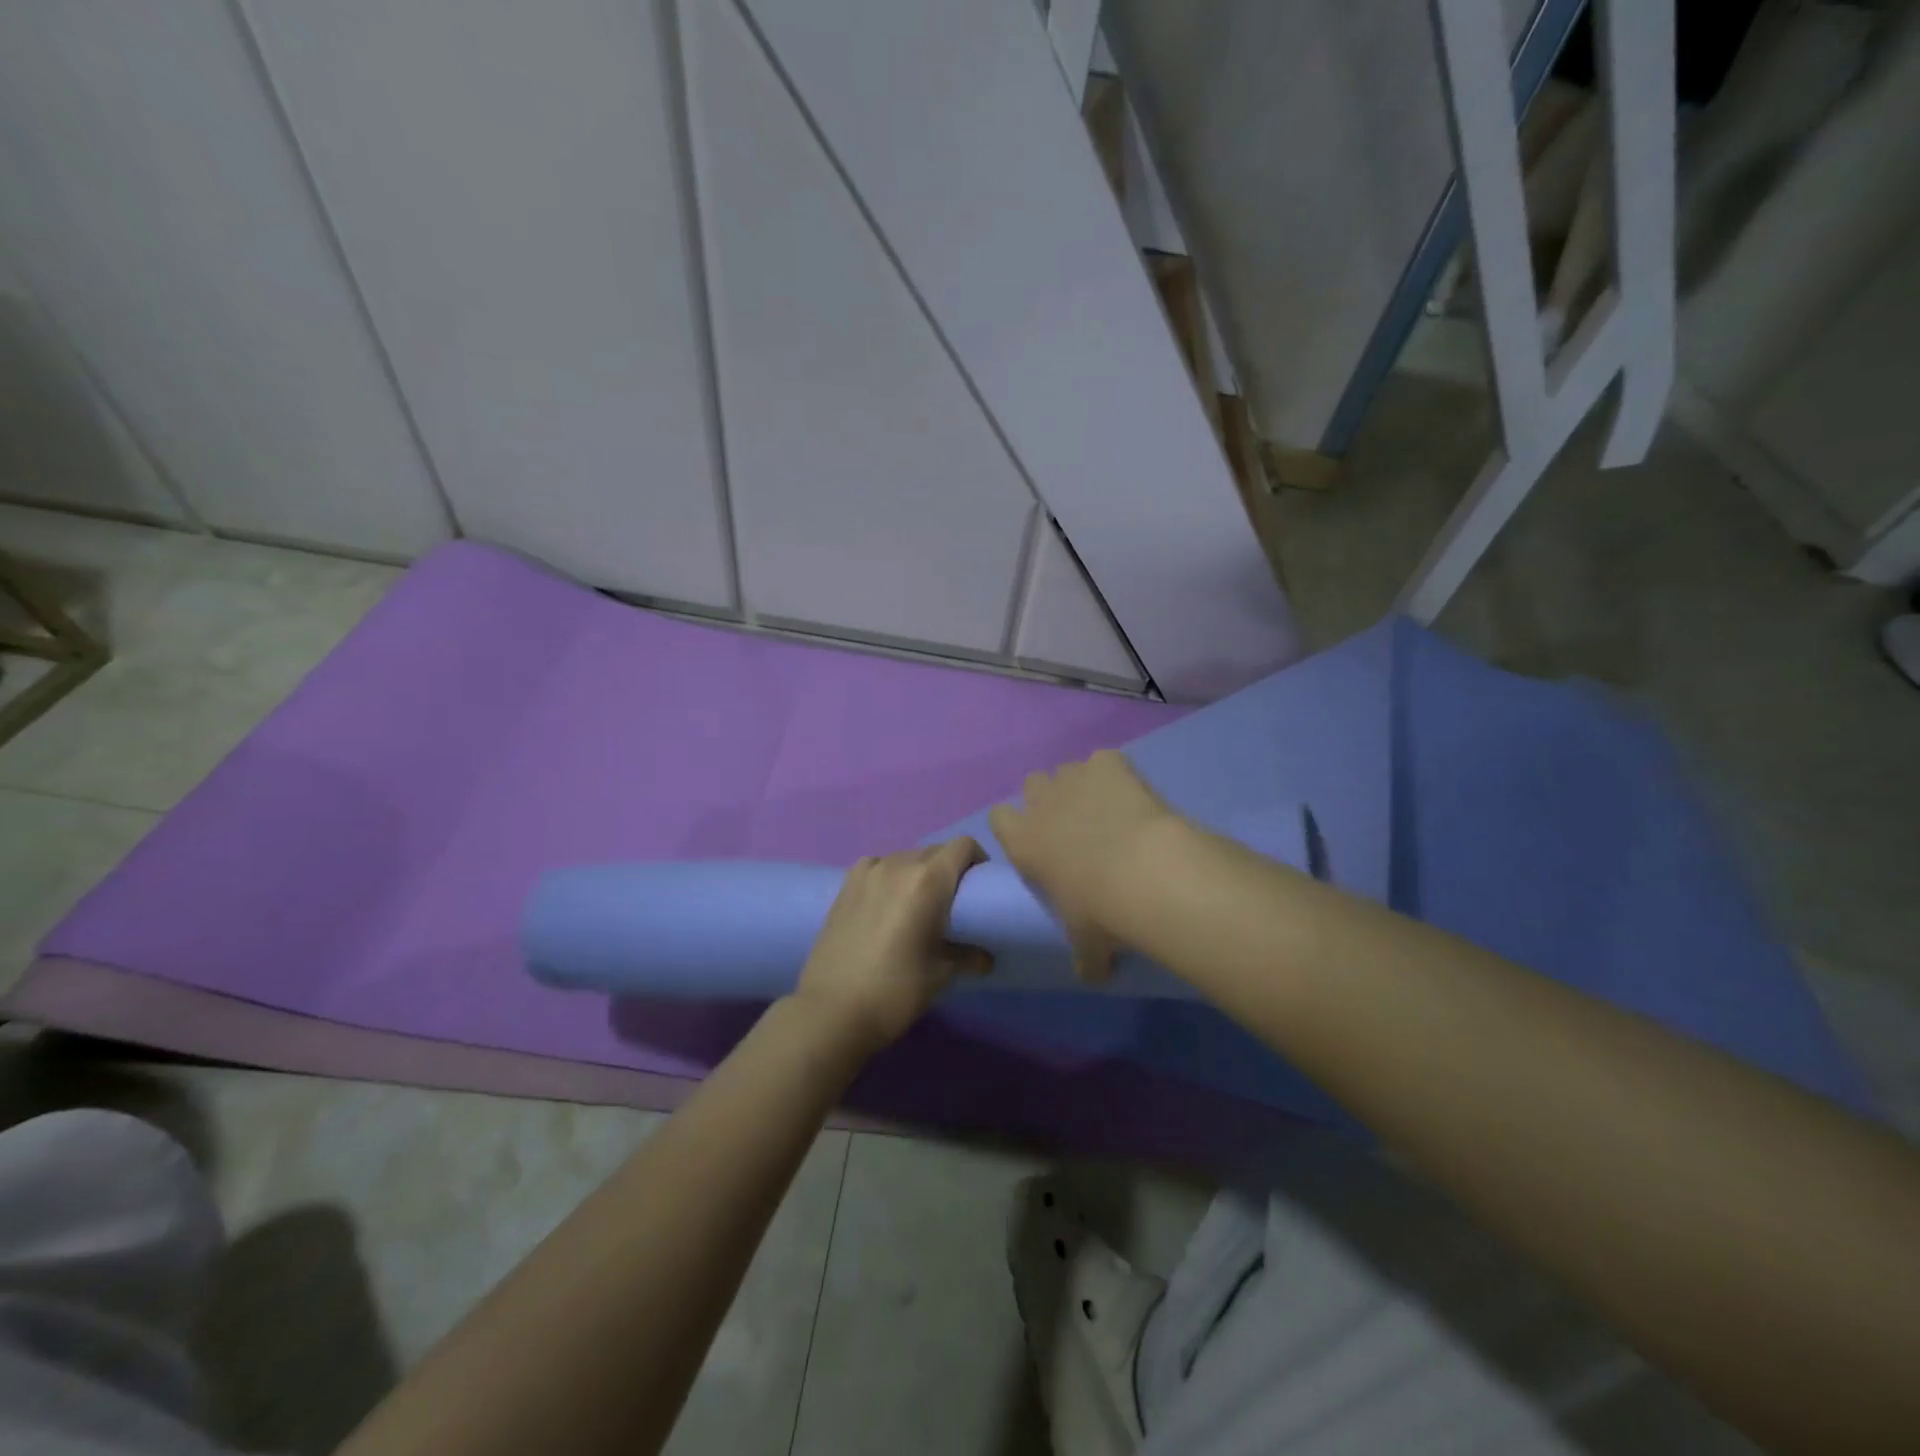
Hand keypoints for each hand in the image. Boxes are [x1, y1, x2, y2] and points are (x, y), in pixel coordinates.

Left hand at [793, 838, 991, 1051]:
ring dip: (918, 872)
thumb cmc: (896, 990)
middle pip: (935, 850)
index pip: (963, 846)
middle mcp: (899, 864)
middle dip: (949, 869)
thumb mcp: (941, 975)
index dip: (978, 859)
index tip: (980, 886)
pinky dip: (889, 876)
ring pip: (905, 857)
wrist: (832, 1010)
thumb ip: (969, 957)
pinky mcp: (845, 884)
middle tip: (952, 902)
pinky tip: (886, 903)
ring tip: (917, 904)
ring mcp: (868, 872)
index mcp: (929, 880)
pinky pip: (877, 866)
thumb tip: (986, 958)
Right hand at [988, 751, 1177, 983]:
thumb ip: (1083, 957)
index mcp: (1023, 841)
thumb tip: (1092, 975)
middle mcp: (1041, 803)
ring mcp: (1075, 778)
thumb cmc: (1102, 912)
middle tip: (1075, 826)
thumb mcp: (1087, 944)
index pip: (998, 818)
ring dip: (1081, 785)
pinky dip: (1115, 773)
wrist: (1146, 873)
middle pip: (1032, 784)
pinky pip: (1105, 760)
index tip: (1036, 842)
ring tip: (1108, 810)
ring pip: (1067, 770)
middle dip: (1049, 799)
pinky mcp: (1110, 763)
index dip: (1015, 826)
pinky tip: (1132, 794)